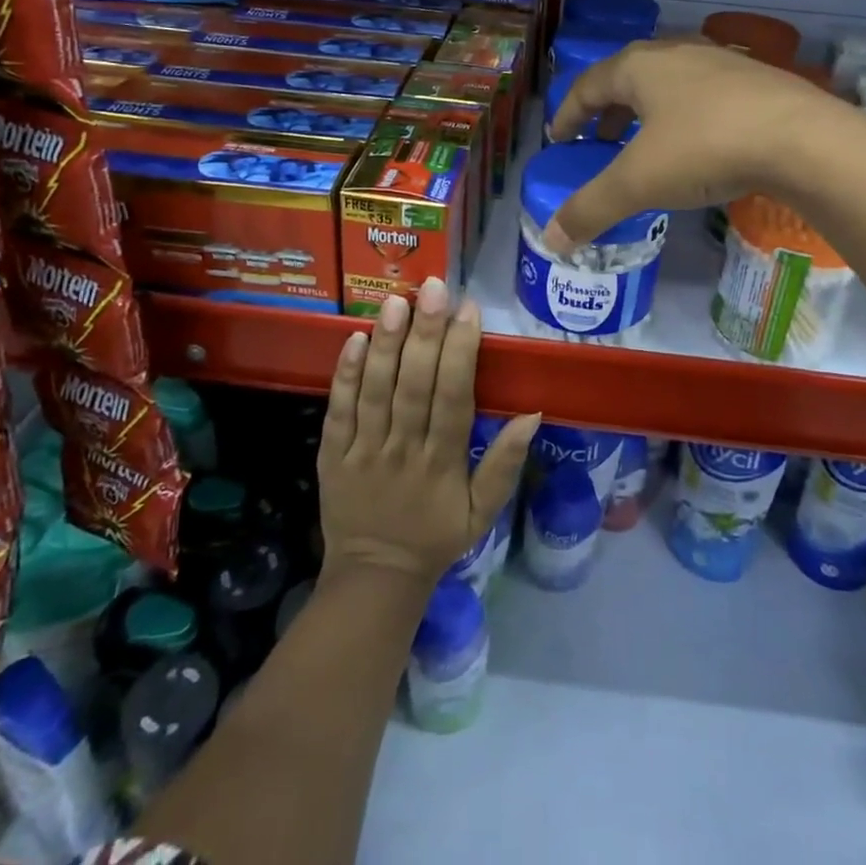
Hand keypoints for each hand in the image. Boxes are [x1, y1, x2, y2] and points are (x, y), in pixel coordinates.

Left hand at [318, 278, 538, 585]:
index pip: (454, 398)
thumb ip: (505, 463)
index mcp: (443, 462)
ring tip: (395, 302)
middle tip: (432, 288)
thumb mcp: (483, 511)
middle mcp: (404, 450)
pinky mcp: (332, 455)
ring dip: (385, 345)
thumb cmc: (436, 536)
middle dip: (425, 334)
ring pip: (375, 391)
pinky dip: (344, 375)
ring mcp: (363, 452)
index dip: (461, 352)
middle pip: (414, 386)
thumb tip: (533, 414)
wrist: (375, 576)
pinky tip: (353, 338)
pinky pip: (337, 411)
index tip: (469, 309)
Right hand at [543, 37, 852, 251]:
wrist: (803, 139)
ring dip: (647, 112)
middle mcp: (676, 53)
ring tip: (645, 145)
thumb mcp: (638, 183)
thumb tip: (552, 240)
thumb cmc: (705, 148)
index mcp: (639, 67)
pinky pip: (702, 95)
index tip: (559, 139)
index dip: (567, 113)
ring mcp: (720, 62)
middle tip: (598, 142)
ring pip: (667, 84)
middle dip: (607, 112)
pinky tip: (698, 145)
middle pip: (627, 78)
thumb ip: (590, 208)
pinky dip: (683, 117)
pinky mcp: (755, 80)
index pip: (587, 85)